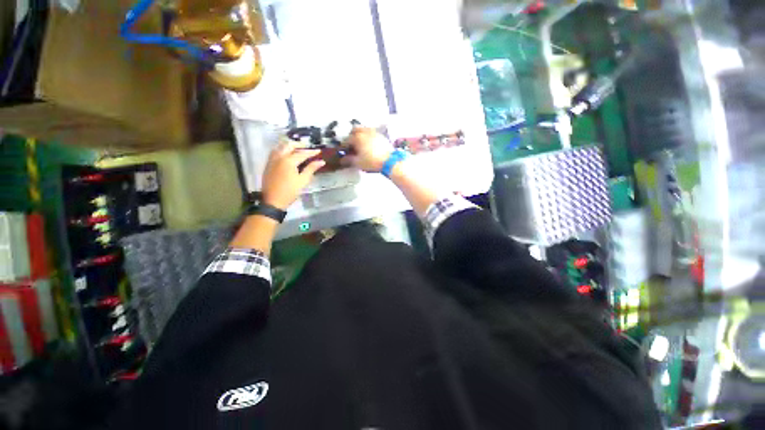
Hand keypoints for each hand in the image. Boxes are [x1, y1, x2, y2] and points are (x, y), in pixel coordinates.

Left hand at [261, 141, 324, 209]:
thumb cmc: (290, 191)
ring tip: (297, 149)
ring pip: (280, 146)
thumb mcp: (303, 181)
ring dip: (289, 146)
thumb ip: (311, 169)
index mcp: (288, 161)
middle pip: (289, 145)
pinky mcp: (268, 164)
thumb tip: (321, 162)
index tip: (319, 151)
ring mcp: (272, 160)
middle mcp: (279, 157)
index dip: (311, 152)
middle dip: (299, 145)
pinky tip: (287, 155)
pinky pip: (275, 152)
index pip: (302, 153)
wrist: (273, 201)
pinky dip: (282, 150)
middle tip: (308, 148)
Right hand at [346, 127, 392, 172]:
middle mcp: (365, 132)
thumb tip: (343, 159)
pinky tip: (369, 143)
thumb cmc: (372, 161)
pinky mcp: (381, 136)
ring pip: (364, 129)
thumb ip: (349, 160)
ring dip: (360, 134)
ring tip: (360, 143)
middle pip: (355, 130)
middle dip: (351, 136)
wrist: (389, 161)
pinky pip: (372, 132)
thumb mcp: (358, 163)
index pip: (347, 140)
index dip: (344, 146)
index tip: (344, 150)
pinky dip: (368, 136)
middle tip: (351, 144)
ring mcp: (374, 133)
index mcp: (357, 138)